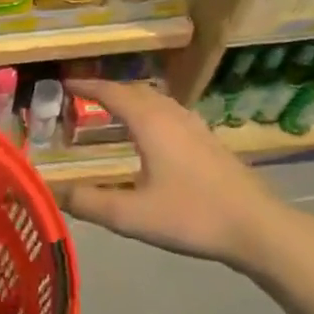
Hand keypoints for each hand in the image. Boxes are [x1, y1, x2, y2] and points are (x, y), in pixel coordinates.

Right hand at [55, 79, 313, 275]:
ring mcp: (196, 127)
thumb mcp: (131, 215)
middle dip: (108, 89)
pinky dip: (151, 112)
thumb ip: (88, 202)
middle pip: (136, 91)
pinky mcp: (211, 142)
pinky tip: (152, 135)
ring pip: (158, 100)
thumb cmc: (192, 216)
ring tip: (114, 111)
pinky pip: (171, 113)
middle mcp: (173, 116)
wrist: (259, 228)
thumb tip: (53, 191)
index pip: (112, 93)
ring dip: (132, 99)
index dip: (87, 86)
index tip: (64, 84)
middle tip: (84, 97)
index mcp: (151, 124)